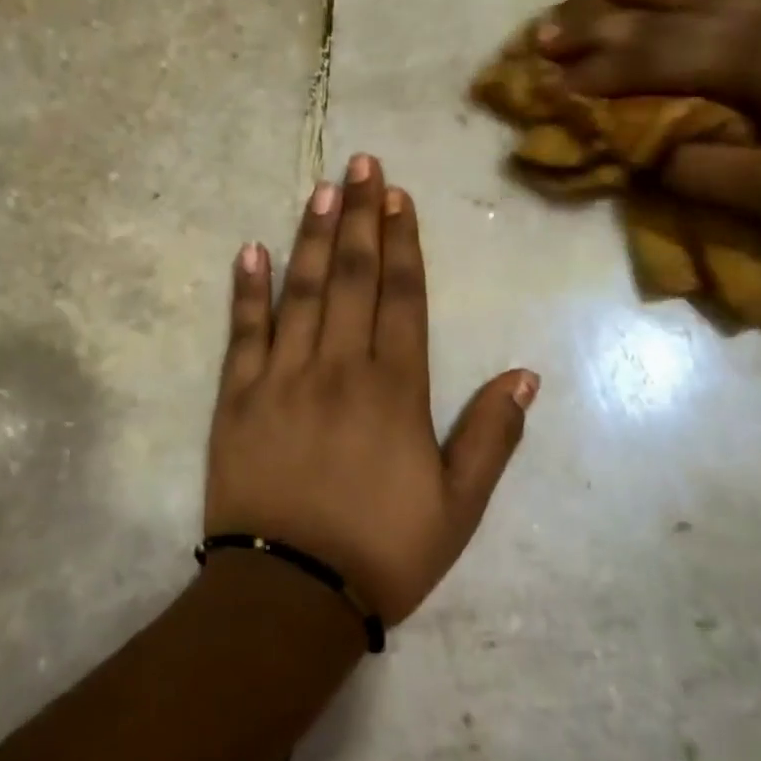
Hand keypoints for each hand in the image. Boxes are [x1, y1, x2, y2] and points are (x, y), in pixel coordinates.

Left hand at [205, 156, 538, 625]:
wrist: (290, 596)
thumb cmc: (382, 552)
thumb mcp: (458, 507)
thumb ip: (490, 436)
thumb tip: (525, 376)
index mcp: (394, 390)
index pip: (402, 297)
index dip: (402, 242)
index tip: (397, 196)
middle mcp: (338, 368)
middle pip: (353, 278)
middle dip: (359, 217)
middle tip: (361, 163)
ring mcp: (280, 379)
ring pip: (301, 292)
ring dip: (313, 237)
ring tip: (320, 189)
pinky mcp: (236, 401)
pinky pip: (242, 334)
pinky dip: (246, 291)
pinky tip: (251, 251)